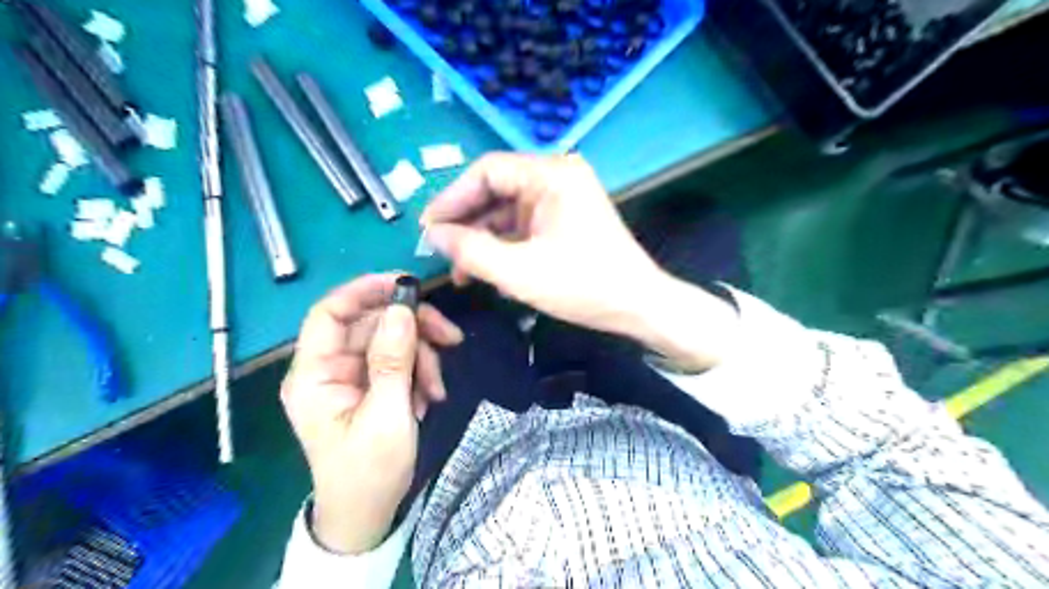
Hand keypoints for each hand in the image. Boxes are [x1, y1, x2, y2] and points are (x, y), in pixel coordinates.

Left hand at [280, 273, 459, 553]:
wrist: (368, 514)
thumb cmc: (369, 471)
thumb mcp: (386, 415)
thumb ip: (393, 360)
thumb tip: (402, 308)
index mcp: (314, 374)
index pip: (330, 312)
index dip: (365, 290)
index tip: (407, 284)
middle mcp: (330, 368)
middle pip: (371, 323)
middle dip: (413, 328)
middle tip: (451, 337)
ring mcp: (352, 376)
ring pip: (391, 340)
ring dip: (423, 356)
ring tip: (438, 388)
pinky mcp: (372, 385)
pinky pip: (399, 361)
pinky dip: (421, 373)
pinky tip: (431, 397)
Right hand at [421, 151, 740, 372]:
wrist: (638, 306)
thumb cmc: (584, 286)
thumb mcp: (519, 272)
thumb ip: (470, 250)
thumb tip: (434, 235)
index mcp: (551, 174)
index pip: (487, 171)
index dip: (452, 199)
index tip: (429, 230)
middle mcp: (557, 176)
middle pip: (496, 189)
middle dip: (466, 222)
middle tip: (441, 252)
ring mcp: (562, 198)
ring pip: (507, 210)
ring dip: (483, 238)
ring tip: (462, 271)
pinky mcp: (564, 218)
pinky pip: (523, 224)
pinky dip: (503, 244)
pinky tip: (488, 269)